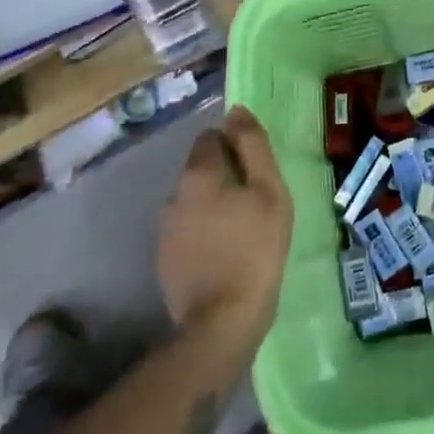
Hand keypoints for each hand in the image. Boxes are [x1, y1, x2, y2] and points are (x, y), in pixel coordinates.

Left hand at [157, 107, 292, 362]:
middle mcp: (173, 194)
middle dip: (225, 175)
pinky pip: (188, 229)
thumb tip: (236, 111)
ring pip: (194, 199)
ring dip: (214, 204)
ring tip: (242, 229)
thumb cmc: (256, 249)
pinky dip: (204, 231)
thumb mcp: (269, 190)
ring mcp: (165, 228)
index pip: (212, 137)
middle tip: (255, 201)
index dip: (236, 147)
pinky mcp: (164, 259)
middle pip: (201, 168)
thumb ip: (253, 146)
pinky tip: (225, 252)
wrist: (222, 322)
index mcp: (198, 174)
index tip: (257, 171)